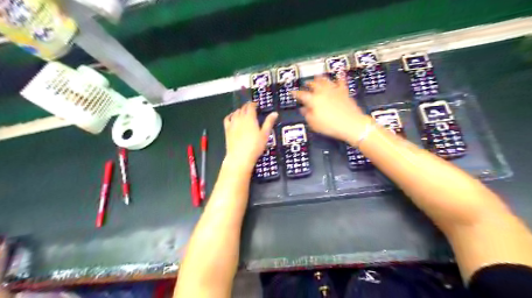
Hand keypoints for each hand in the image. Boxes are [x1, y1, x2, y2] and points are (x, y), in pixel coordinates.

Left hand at [223, 102, 278, 171]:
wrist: (240, 157)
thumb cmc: (255, 146)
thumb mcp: (265, 134)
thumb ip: (269, 122)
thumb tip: (274, 113)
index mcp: (250, 118)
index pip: (251, 106)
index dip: (253, 104)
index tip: (256, 104)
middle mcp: (240, 118)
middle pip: (243, 108)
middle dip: (247, 106)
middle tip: (251, 108)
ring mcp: (232, 124)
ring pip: (235, 112)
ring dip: (240, 110)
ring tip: (243, 112)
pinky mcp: (227, 130)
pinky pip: (227, 119)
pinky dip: (231, 115)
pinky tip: (232, 117)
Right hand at [293, 75, 370, 141]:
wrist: (351, 124)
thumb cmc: (330, 126)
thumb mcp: (314, 124)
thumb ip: (307, 114)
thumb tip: (303, 108)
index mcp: (313, 100)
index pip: (301, 95)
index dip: (295, 93)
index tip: (292, 92)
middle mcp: (322, 92)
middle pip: (313, 85)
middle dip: (308, 84)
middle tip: (306, 84)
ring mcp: (334, 90)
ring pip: (325, 80)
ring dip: (320, 78)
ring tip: (317, 77)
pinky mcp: (344, 91)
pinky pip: (341, 81)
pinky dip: (339, 77)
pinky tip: (339, 73)